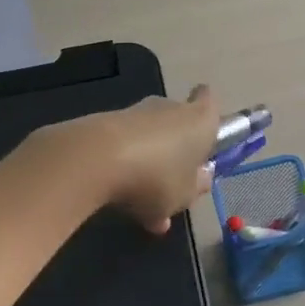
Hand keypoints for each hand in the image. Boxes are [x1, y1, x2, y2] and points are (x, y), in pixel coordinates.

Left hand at [90, 85, 221, 234]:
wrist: (95, 160)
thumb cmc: (157, 177)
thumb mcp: (185, 195)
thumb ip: (196, 187)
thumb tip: (201, 178)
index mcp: (200, 121)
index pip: (209, 102)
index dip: (209, 114)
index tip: (205, 132)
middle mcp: (170, 108)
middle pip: (178, 122)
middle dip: (177, 148)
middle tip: (176, 180)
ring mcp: (135, 113)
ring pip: (150, 138)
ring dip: (150, 164)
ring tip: (146, 203)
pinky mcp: (105, 122)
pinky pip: (124, 147)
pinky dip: (125, 168)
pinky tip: (121, 200)